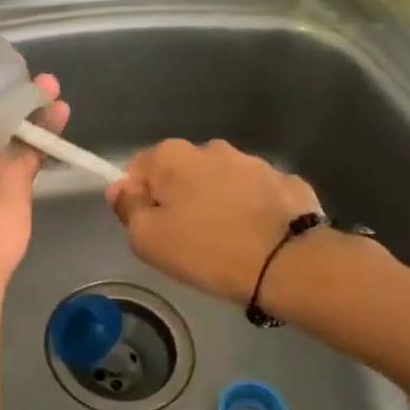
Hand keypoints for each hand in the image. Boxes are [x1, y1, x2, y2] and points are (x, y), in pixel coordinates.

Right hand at [107, 139, 321, 303]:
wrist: (288, 262)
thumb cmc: (206, 249)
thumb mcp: (148, 239)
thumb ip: (128, 208)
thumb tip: (121, 188)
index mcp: (173, 156)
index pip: (137, 170)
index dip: (138, 200)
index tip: (151, 229)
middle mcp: (212, 148)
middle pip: (180, 173)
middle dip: (178, 198)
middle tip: (185, 239)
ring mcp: (253, 161)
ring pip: (220, 181)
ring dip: (215, 202)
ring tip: (224, 241)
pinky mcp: (286, 181)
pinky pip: (254, 194)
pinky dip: (250, 209)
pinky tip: (255, 237)